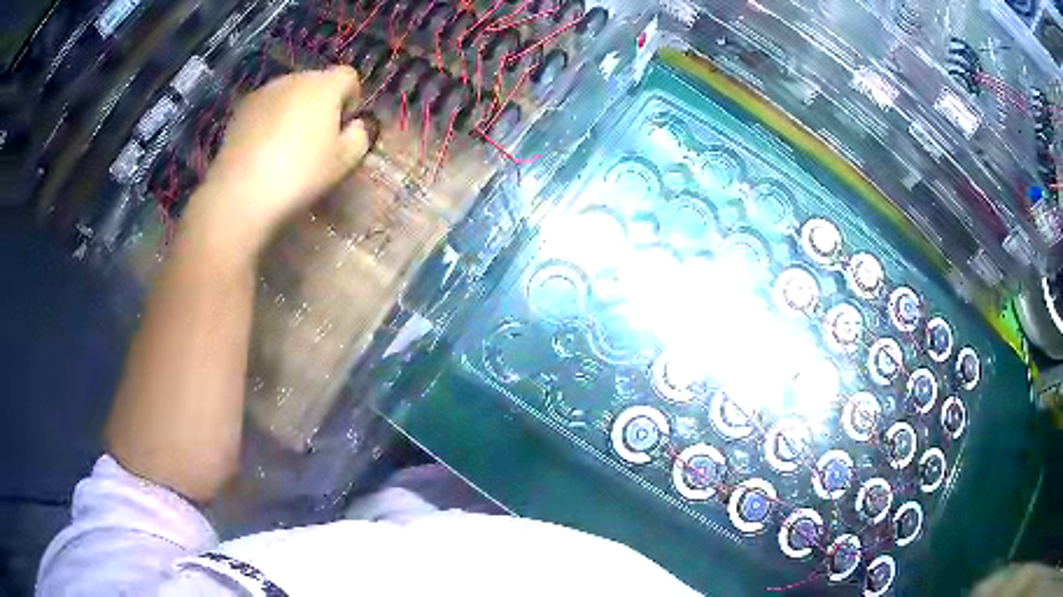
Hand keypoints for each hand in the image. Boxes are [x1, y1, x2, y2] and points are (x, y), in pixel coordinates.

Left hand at [184, 65, 375, 257]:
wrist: (242, 193)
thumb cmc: (299, 175)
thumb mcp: (344, 162)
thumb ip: (360, 136)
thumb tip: (354, 125)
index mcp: (324, 86)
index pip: (348, 76)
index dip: (351, 99)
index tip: (343, 128)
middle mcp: (294, 79)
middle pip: (317, 82)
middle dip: (320, 104)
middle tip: (316, 140)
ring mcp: (264, 92)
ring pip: (289, 94)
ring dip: (293, 111)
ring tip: (286, 146)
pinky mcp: (240, 110)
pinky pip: (266, 107)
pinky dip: (270, 120)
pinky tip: (264, 150)